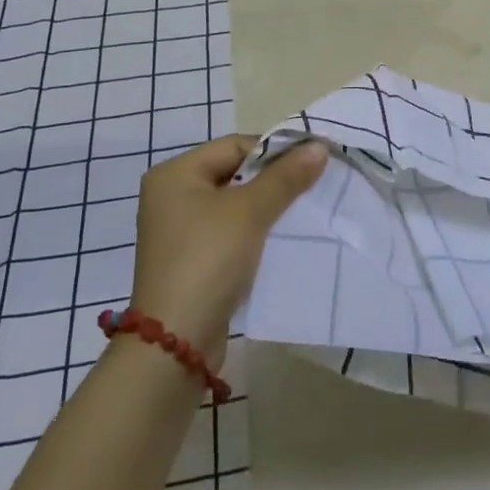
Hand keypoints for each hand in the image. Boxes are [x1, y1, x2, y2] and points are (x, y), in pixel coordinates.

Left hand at [127, 135, 326, 367]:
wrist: (176, 343)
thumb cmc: (209, 260)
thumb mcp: (250, 212)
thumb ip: (285, 177)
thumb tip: (319, 146)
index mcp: (175, 173)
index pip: (235, 145)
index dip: (274, 152)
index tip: (311, 164)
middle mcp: (171, 195)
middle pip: (233, 173)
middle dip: (272, 180)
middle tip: (309, 188)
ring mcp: (177, 230)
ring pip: (232, 204)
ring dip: (265, 207)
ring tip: (299, 213)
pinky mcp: (189, 259)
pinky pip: (227, 231)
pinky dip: (252, 232)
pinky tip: (277, 240)